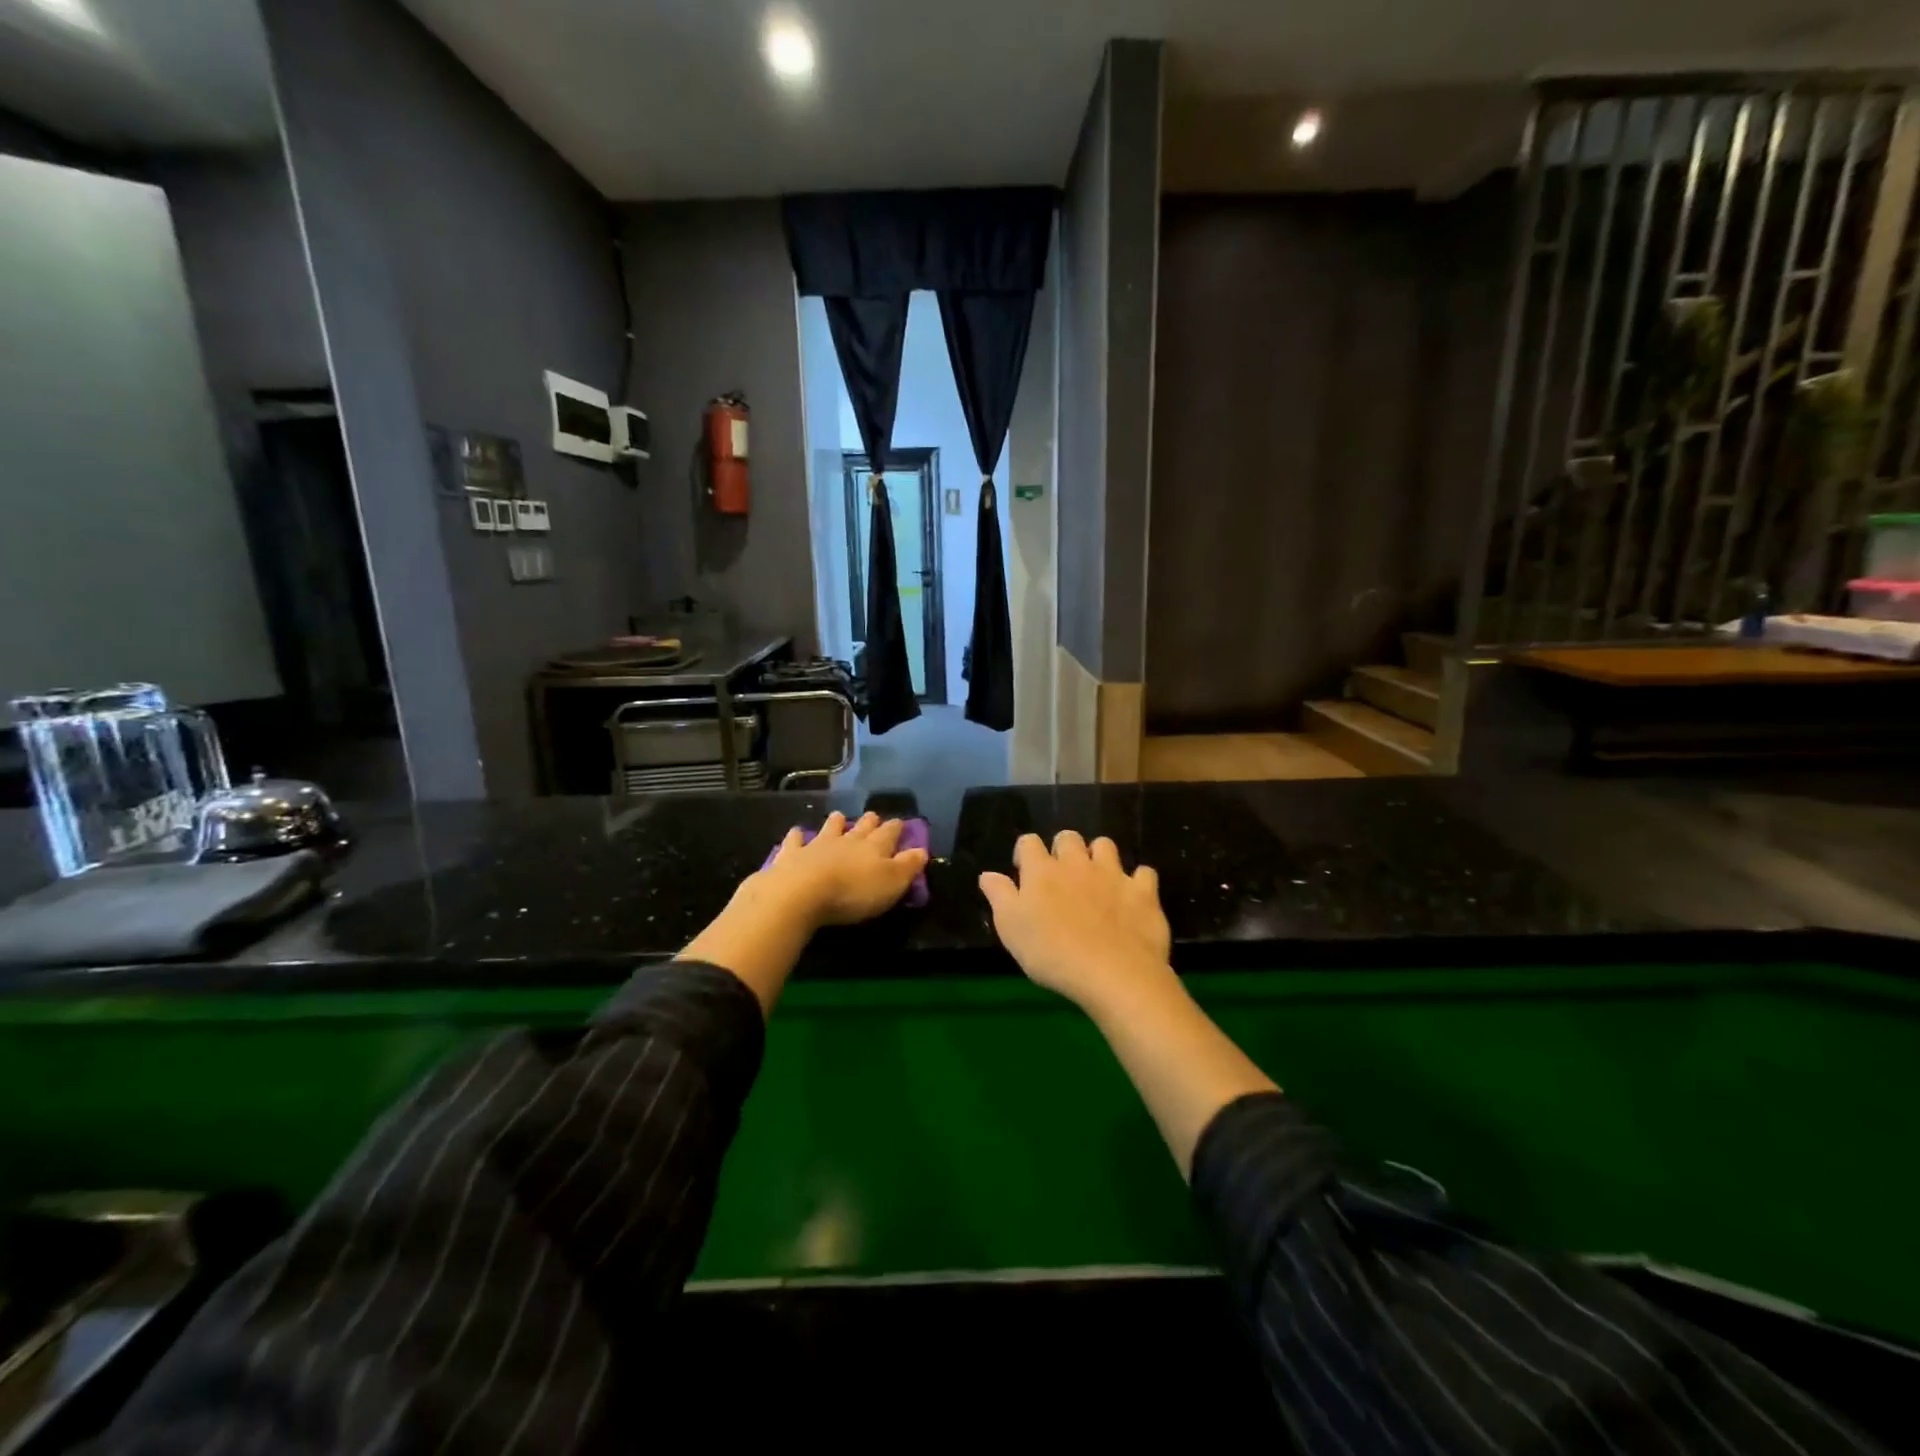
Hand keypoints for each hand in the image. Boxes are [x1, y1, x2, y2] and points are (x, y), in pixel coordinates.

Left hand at [757, 811, 927, 928]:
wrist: (802, 893)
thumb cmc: (853, 892)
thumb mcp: (891, 883)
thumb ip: (908, 866)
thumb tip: (922, 850)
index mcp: (875, 846)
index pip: (890, 832)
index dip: (896, 827)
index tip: (900, 822)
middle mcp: (848, 840)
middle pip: (862, 827)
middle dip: (869, 821)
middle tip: (872, 816)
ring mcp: (818, 844)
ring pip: (830, 828)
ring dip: (836, 823)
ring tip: (839, 817)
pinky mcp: (792, 854)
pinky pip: (796, 841)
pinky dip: (797, 836)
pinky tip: (796, 832)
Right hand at [978, 831, 1172, 1011]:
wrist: (1112, 973)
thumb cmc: (1051, 954)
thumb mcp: (1011, 929)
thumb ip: (999, 896)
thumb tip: (987, 874)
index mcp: (1042, 871)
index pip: (1028, 842)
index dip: (1024, 852)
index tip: (1024, 870)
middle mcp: (1077, 863)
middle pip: (1068, 838)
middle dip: (1063, 848)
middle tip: (1061, 875)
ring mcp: (1113, 875)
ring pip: (1105, 846)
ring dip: (1099, 856)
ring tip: (1097, 878)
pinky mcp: (1143, 891)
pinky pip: (1144, 873)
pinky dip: (1137, 881)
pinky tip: (1133, 896)